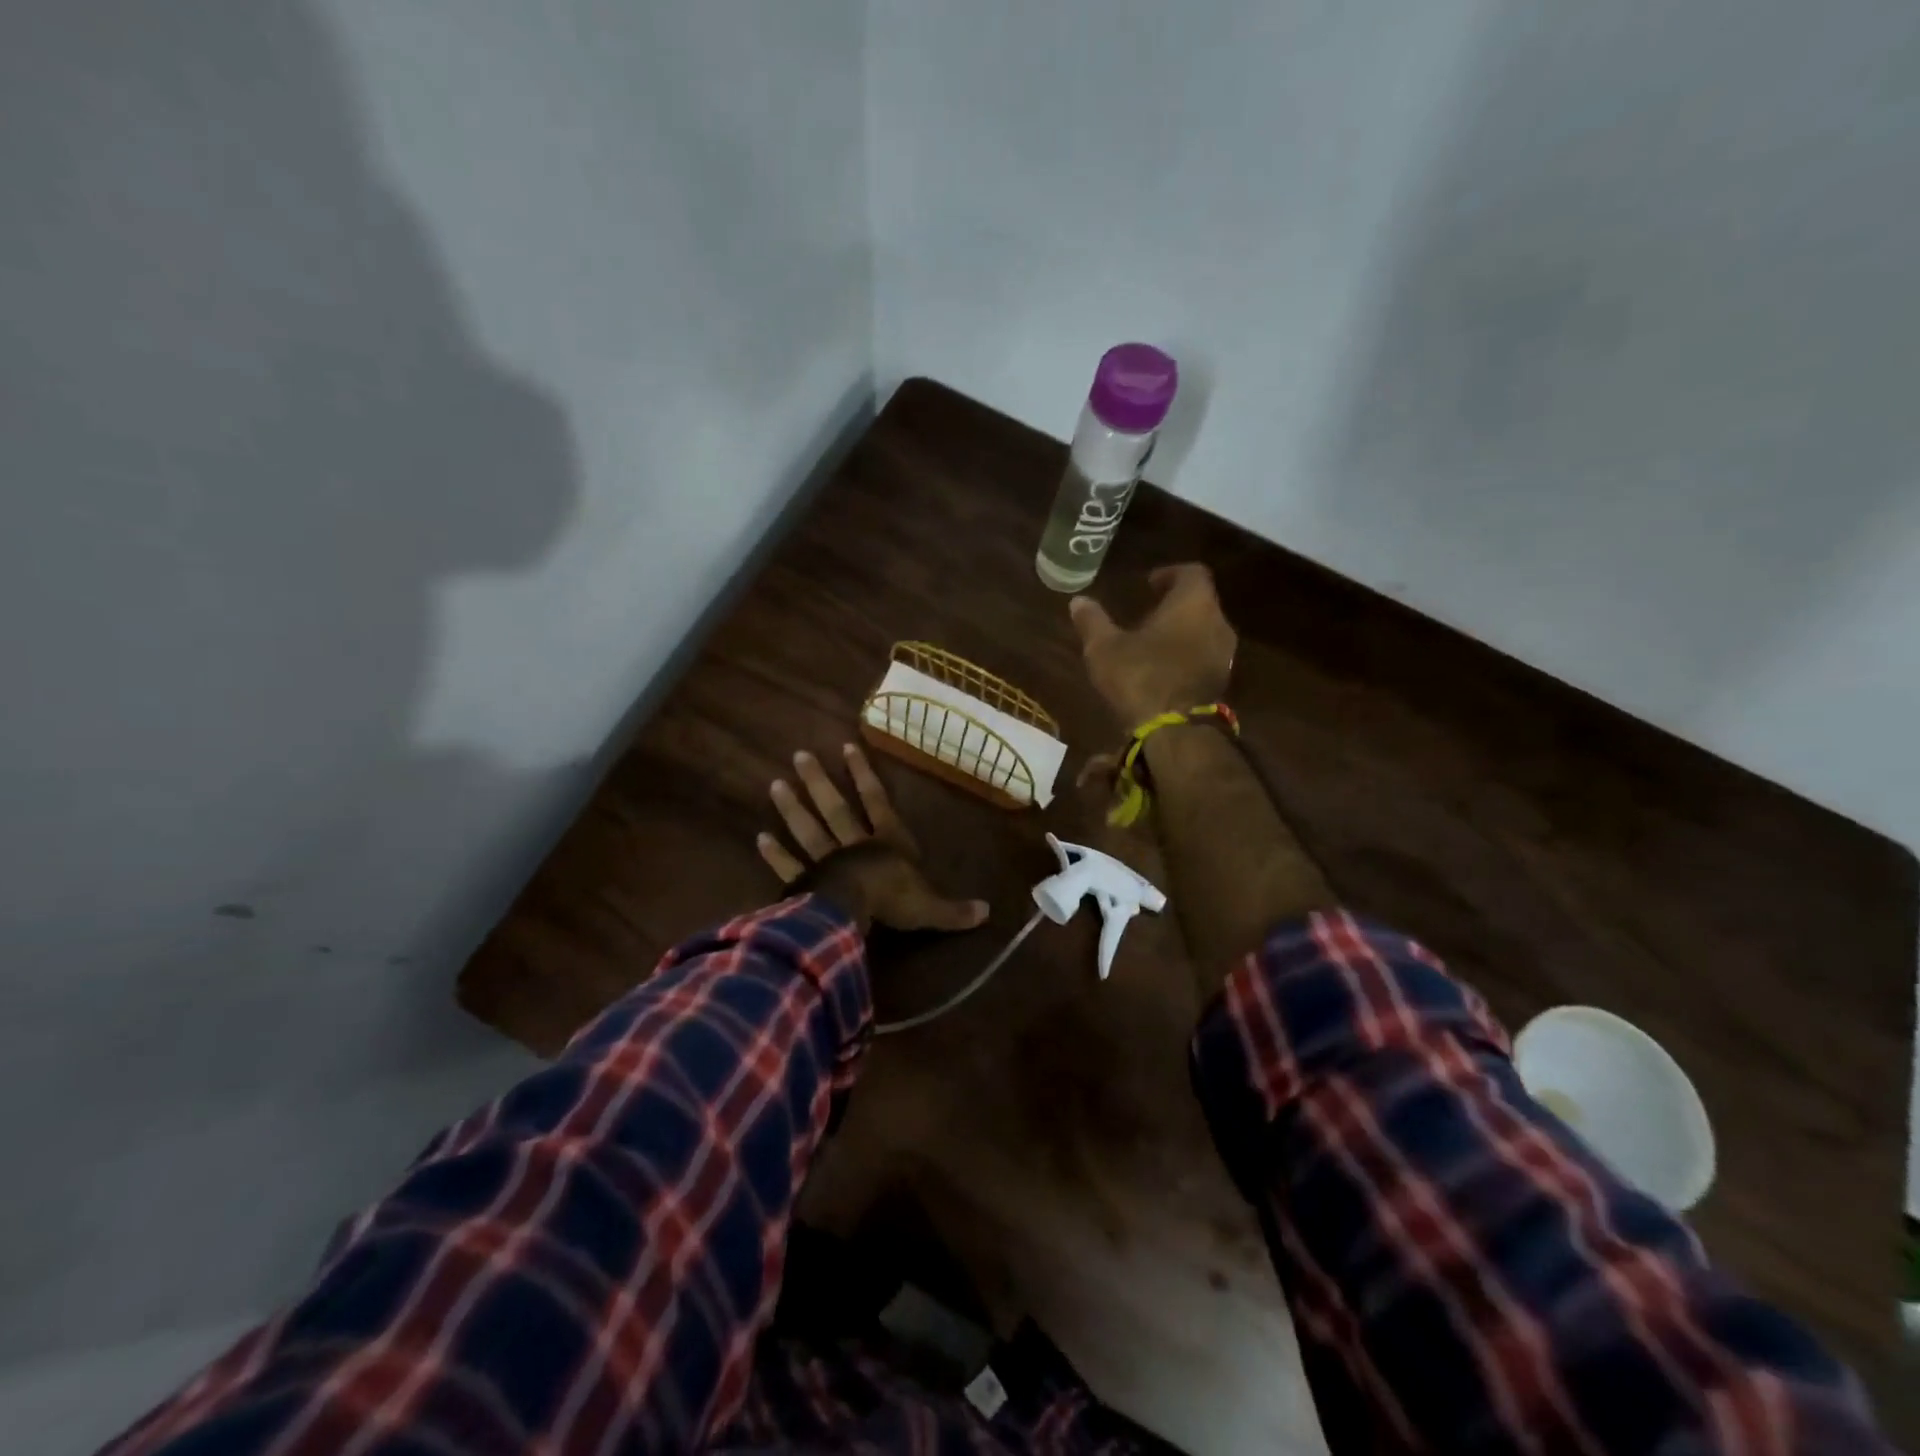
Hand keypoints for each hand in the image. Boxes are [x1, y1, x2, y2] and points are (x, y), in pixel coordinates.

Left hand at [757, 743, 988, 933]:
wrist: (855, 911)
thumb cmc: (894, 900)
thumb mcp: (931, 907)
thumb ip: (954, 910)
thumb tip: (987, 912)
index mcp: (888, 843)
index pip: (877, 801)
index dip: (863, 775)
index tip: (846, 747)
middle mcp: (855, 844)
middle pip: (835, 808)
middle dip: (819, 782)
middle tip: (799, 756)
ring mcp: (827, 860)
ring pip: (809, 829)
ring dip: (793, 808)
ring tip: (775, 784)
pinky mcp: (806, 882)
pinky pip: (790, 865)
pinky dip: (775, 853)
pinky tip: (760, 837)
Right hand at [1069, 563, 1236, 728]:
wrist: (1174, 732)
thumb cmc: (1140, 677)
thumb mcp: (1104, 648)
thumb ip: (1093, 621)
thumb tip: (1078, 601)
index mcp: (1193, 604)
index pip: (1192, 573)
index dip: (1170, 574)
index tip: (1149, 584)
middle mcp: (1217, 623)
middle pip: (1201, 602)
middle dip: (1175, 604)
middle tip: (1147, 611)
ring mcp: (1224, 655)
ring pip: (1204, 630)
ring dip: (1182, 632)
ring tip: (1152, 642)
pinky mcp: (1222, 682)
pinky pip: (1205, 656)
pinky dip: (1187, 655)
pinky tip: (1163, 669)